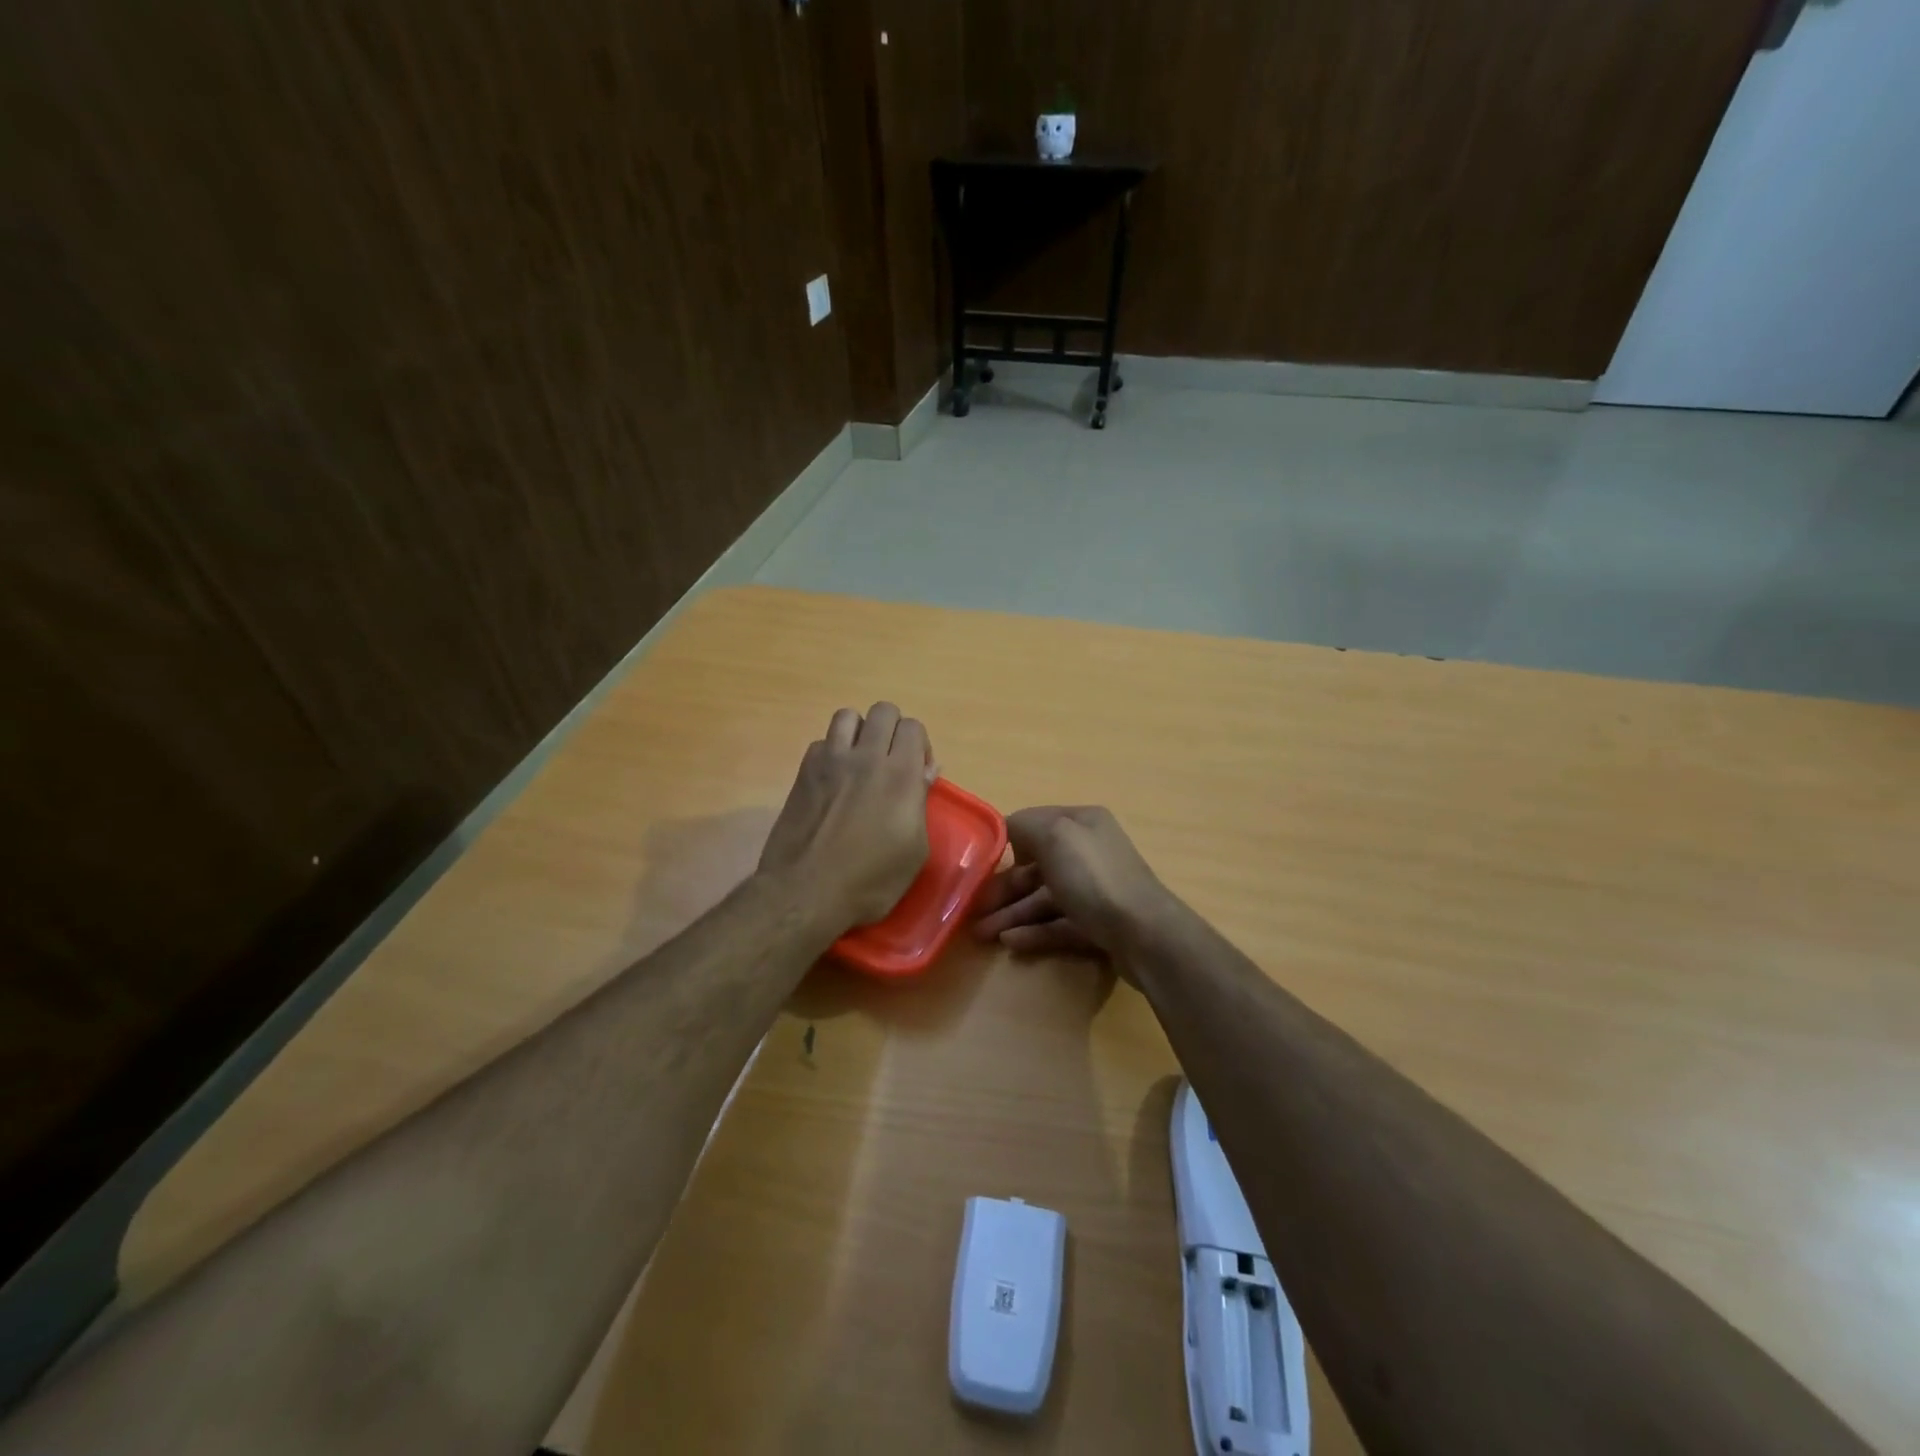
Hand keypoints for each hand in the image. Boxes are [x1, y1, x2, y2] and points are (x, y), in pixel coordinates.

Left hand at [758, 702, 935, 934]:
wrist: (806, 891)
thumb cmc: (870, 881)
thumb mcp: (914, 851)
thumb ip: (920, 803)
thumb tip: (925, 772)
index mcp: (900, 775)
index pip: (913, 727)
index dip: (919, 746)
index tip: (918, 773)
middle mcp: (866, 757)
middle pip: (883, 711)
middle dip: (893, 729)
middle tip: (891, 761)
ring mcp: (831, 761)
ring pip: (848, 716)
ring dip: (859, 731)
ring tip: (860, 760)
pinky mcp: (804, 772)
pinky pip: (822, 742)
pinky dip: (832, 751)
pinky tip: (834, 779)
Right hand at [971, 805, 1172, 957]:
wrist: (1145, 934)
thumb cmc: (1094, 877)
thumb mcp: (1055, 835)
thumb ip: (1025, 825)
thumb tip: (1009, 830)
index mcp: (1082, 823)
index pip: (1036, 825)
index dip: (1007, 842)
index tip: (979, 865)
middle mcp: (1089, 852)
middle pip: (1037, 867)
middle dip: (1004, 888)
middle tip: (973, 911)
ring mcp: (1095, 890)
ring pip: (1045, 898)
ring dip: (1012, 914)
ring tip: (983, 934)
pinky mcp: (1098, 924)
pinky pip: (1058, 924)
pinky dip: (1034, 932)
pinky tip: (1010, 942)